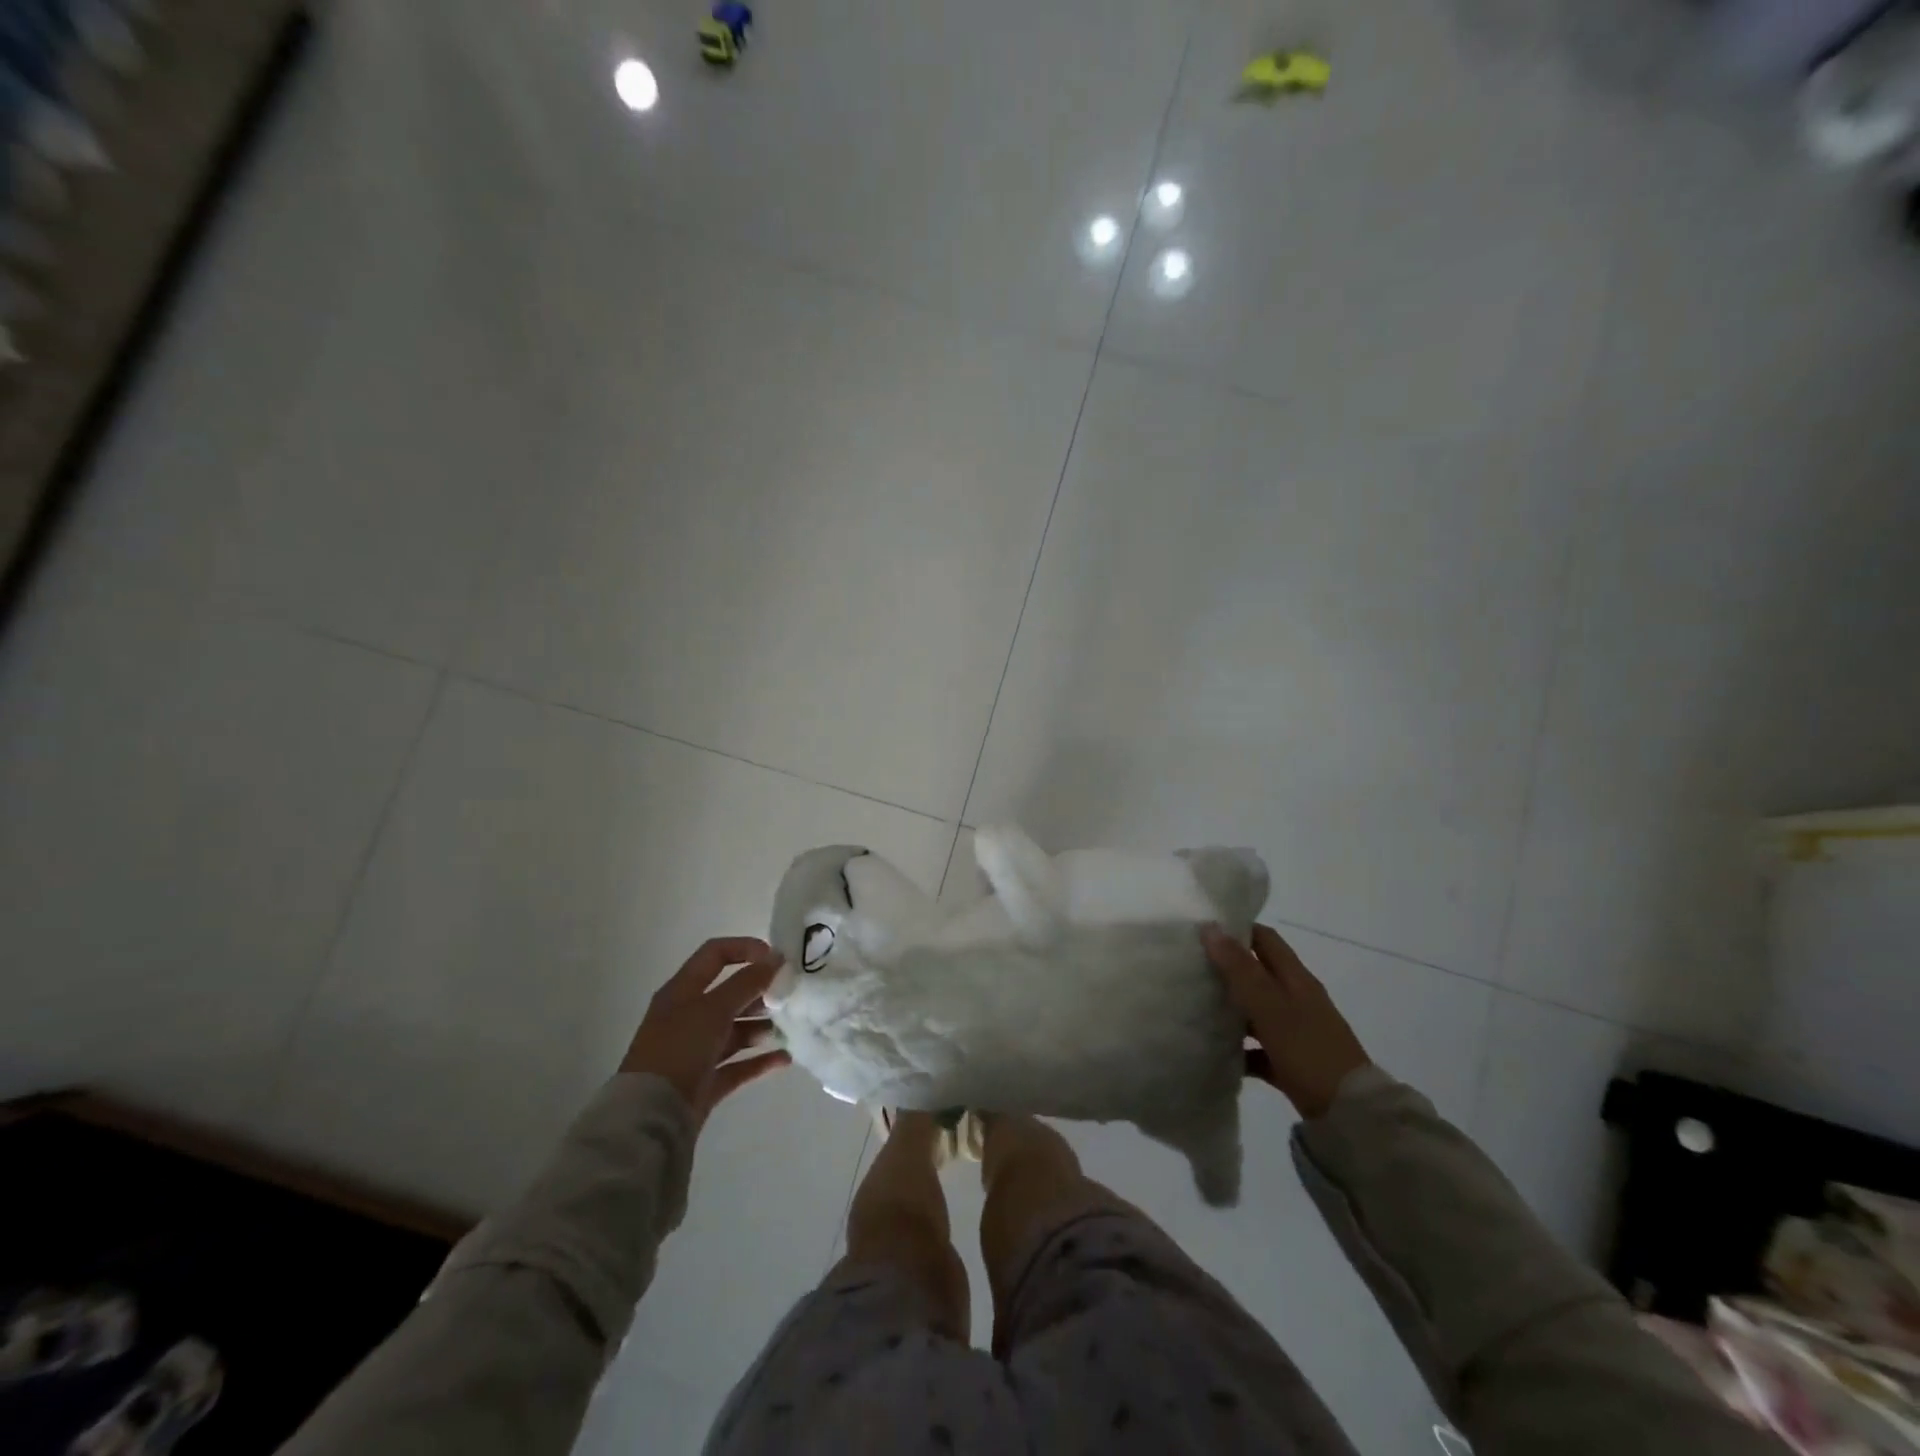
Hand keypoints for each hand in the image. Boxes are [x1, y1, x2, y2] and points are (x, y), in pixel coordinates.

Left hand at [621, 938, 791, 1123]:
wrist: (650, 1117)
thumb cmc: (679, 1049)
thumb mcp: (714, 1008)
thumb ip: (747, 982)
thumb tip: (776, 958)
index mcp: (682, 991)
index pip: (715, 954)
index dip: (745, 949)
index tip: (776, 959)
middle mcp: (688, 1017)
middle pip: (729, 994)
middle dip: (760, 992)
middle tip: (789, 996)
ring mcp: (696, 1051)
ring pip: (736, 1030)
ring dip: (762, 1026)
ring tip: (788, 1028)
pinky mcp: (705, 1082)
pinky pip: (739, 1065)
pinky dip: (760, 1060)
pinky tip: (785, 1058)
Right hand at [1204, 923, 1369, 1120]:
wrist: (1350, 1114)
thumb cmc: (1308, 1050)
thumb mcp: (1270, 1007)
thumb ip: (1240, 969)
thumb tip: (1210, 927)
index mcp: (1296, 979)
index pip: (1265, 939)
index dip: (1237, 930)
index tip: (1202, 931)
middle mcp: (1297, 999)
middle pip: (1258, 973)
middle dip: (1226, 968)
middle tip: (1190, 966)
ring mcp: (1296, 1031)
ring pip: (1256, 1010)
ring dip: (1231, 1007)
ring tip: (1194, 1006)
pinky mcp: (1292, 1062)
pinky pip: (1260, 1047)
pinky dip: (1241, 1047)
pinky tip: (1217, 1052)